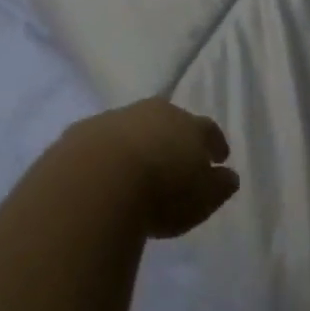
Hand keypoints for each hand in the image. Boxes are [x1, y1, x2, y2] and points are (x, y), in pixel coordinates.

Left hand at [62, 99, 240, 238]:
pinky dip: (107, 155)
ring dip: (138, 144)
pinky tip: (104, 176)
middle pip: (169, 120)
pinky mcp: (81, 133)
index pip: (208, 130)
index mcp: (188, 124)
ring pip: (133, 127)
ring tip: (138, 170)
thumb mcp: (203, 198)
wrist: (95, 180)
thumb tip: (228, 175)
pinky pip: (101, 142)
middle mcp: (153, 112)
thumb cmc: (161, 191)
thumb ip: (219, 186)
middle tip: (177, 159)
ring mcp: (115, 118)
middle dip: (175, 138)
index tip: (220, 157)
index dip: (215, 143)